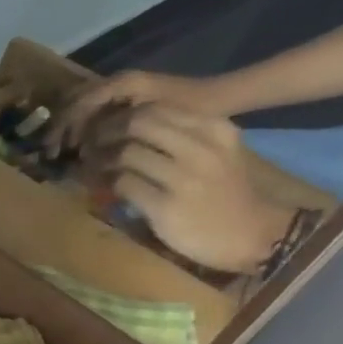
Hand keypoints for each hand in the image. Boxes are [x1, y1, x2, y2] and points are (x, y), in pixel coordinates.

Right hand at [48, 69, 234, 157]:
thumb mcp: (153, 123)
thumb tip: (82, 152)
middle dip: (63, 130)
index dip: (61, 128)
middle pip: (75, 104)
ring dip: (74, 131)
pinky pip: (98, 113)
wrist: (226, 98)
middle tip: (55, 155)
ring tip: (70, 154)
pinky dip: (88, 130)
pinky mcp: (130, 98)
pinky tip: (89, 149)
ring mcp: (124, 89)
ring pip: (84, 109)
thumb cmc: (193, 110)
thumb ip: (112, 133)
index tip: (53, 151)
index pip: (76, 104)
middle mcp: (118, 82)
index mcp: (121, 83)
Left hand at [84, 105, 293, 272]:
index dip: (121, 118)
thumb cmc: (226, 193)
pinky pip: (123, 185)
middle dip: (106, 133)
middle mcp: (202, 148)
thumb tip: (129, 127)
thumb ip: (180, 137)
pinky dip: (106, 184)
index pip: (155, 109)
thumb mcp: (215, 153)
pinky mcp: (165, 205)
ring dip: (100, 160)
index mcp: (215, 129)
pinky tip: (102, 189)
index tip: (104, 129)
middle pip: (137, 125)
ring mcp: (185, 177)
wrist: (253, 234)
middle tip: (89, 146)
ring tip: (90, 168)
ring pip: (125, 153)